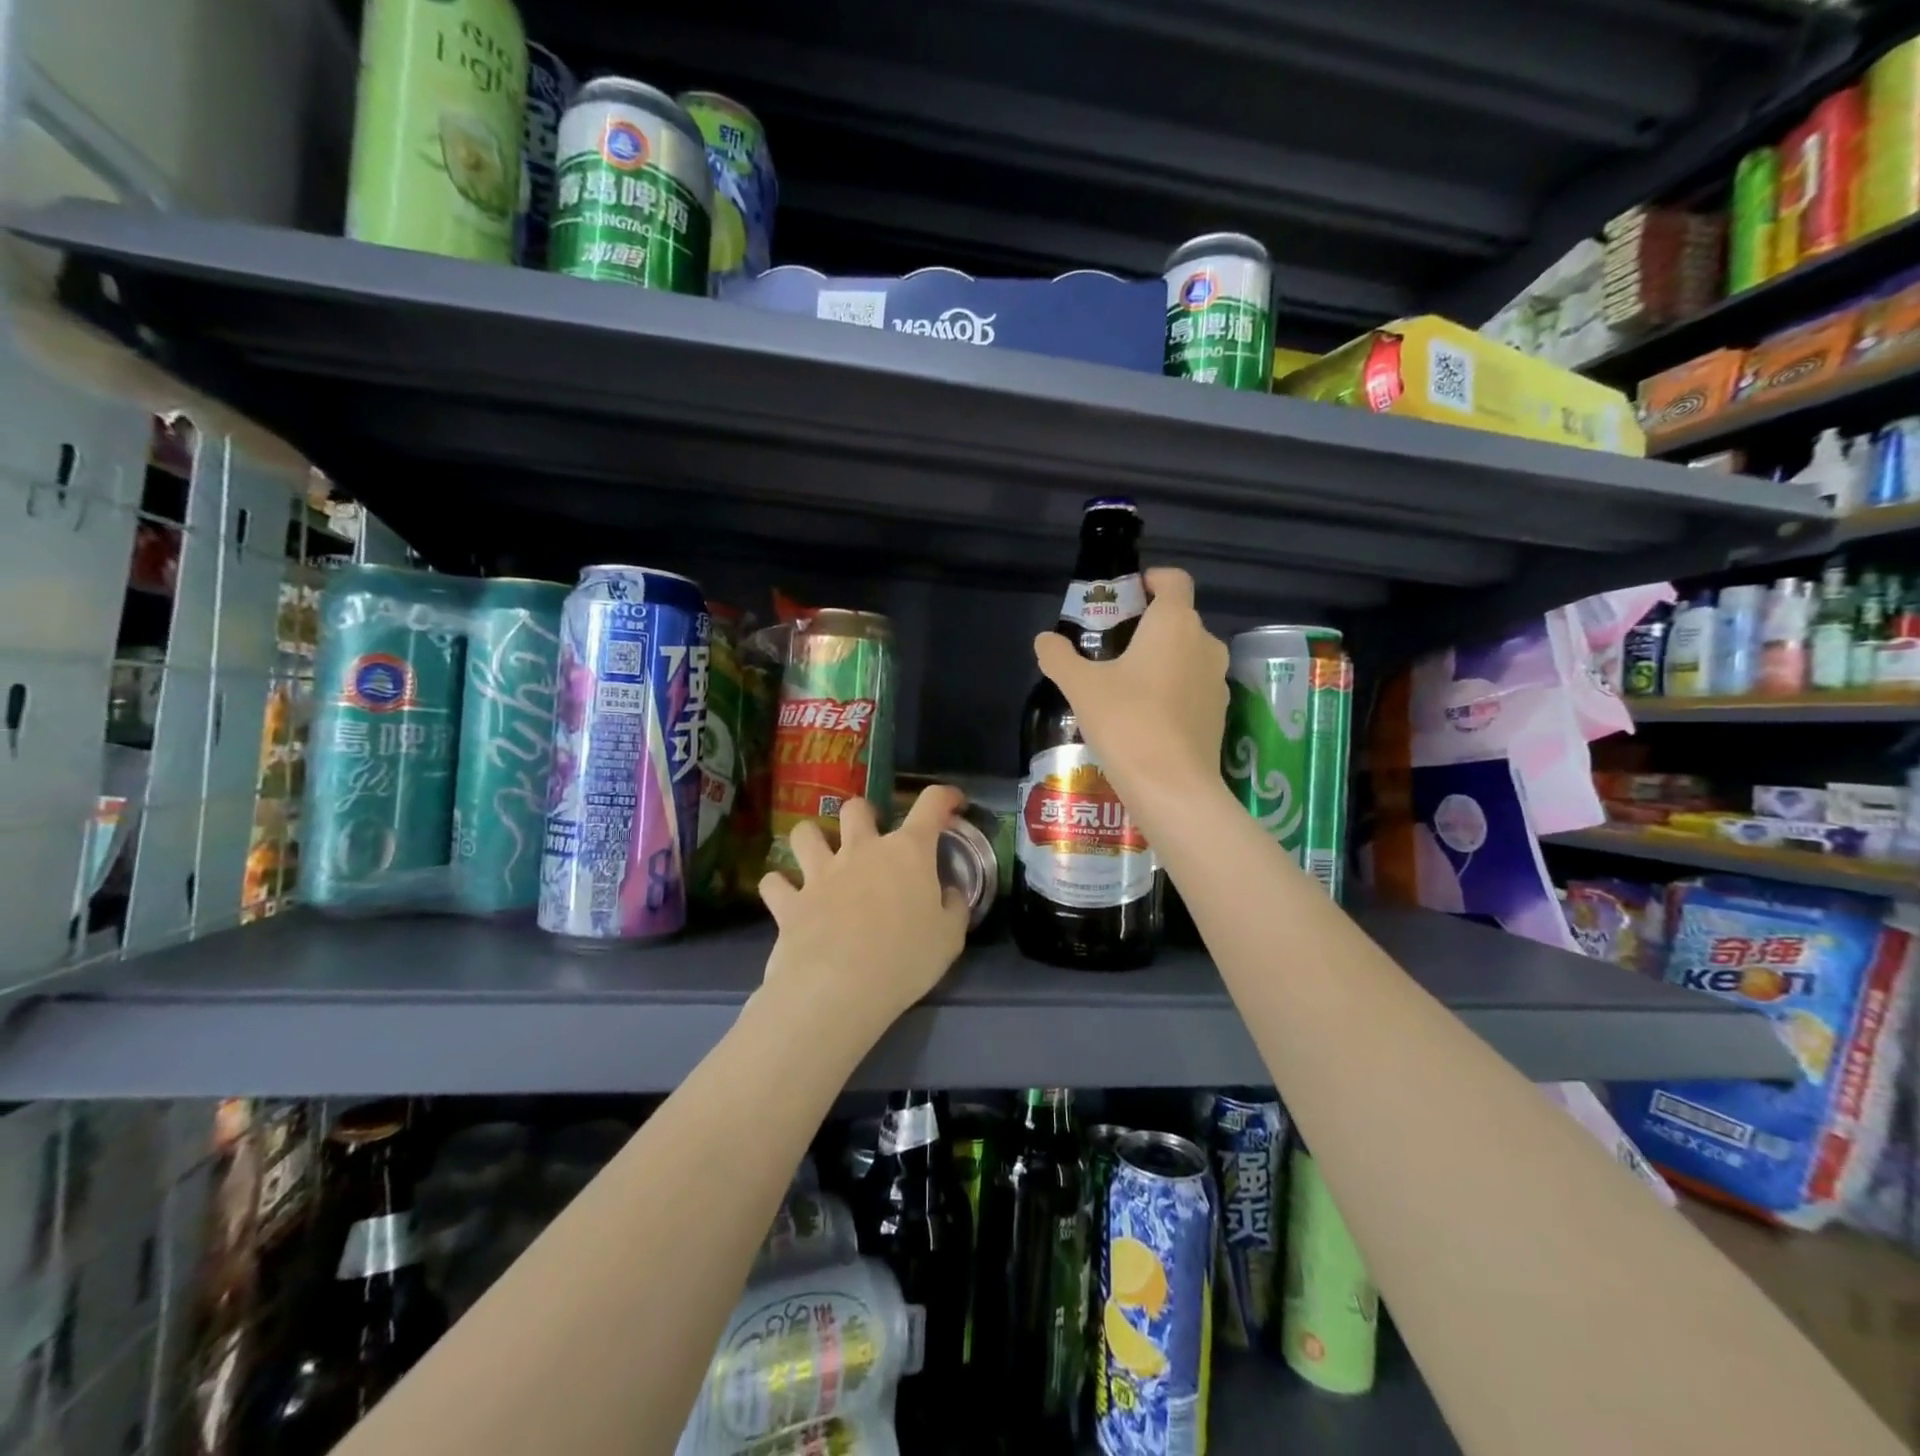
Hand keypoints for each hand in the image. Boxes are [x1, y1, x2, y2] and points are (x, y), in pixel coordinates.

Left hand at [757, 788, 970, 1039]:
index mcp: (908, 852)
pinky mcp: (790, 901)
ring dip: (811, 838)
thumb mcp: (949, 938)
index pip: (931, 805)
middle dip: (862, 814)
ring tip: (819, 855)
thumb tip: (949, 893)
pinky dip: (779, 886)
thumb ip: (953, 908)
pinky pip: (774, 882)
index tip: (951, 801)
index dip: (944, 796)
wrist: (839, 987)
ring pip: (805, 833)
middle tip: (870, 836)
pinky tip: (786, 896)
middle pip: (856, 808)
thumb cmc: (905, 960)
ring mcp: (820, 872)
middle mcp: (862, 850)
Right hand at [1033, 567, 1229, 829]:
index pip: (1174, 580)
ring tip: (1126, 686)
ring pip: (1187, 656)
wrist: (1171, 786)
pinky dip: (1173, 691)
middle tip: (1112, 647)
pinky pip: (1193, 688)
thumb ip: (1059, 657)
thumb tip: (1044, 640)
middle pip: (1178, 620)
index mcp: (1175, 623)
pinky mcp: (1219, 714)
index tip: (1126, 596)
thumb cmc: (1126, 721)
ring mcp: (1217, 681)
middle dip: (1148, 627)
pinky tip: (1145, 717)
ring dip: (1161, 661)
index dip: (1151, 580)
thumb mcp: (1081, 686)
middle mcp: (1205, 643)